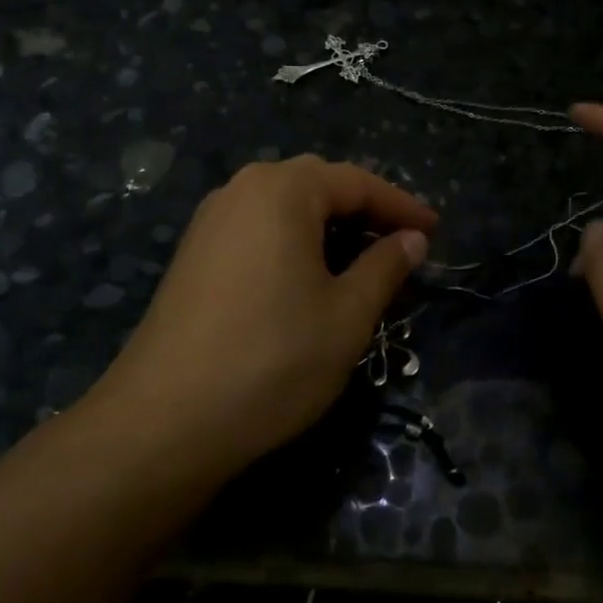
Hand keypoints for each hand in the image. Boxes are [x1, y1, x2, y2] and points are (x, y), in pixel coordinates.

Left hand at [94, 156, 435, 474]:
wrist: (166, 420)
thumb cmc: (273, 359)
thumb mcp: (348, 315)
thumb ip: (385, 267)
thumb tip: (412, 239)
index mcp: (282, 190)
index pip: (357, 182)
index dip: (402, 206)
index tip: (436, 232)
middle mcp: (241, 190)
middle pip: (317, 185)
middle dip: (364, 210)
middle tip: (401, 243)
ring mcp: (209, 221)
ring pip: (283, 207)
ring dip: (327, 226)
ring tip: (360, 260)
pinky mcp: (192, 255)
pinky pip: (256, 229)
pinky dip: (292, 242)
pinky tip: (306, 277)